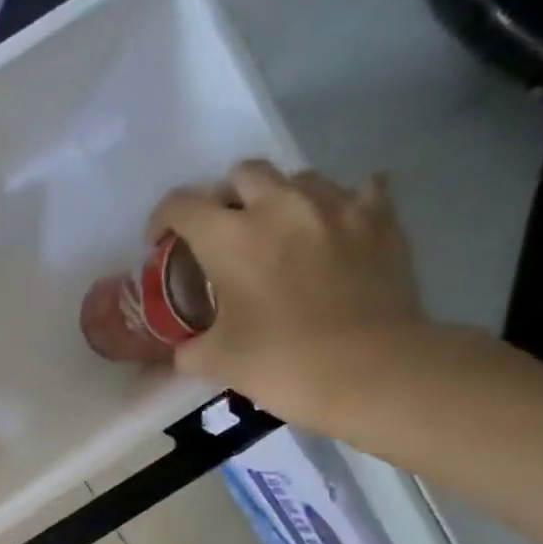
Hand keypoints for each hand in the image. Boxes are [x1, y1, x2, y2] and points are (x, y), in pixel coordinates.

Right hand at [151, 160, 423, 424]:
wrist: (371, 370)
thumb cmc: (281, 362)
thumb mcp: (216, 361)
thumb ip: (188, 348)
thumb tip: (182, 349)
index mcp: (229, 237)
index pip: (181, 205)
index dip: (162, 220)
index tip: (161, 243)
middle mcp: (279, 205)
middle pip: (242, 173)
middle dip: (225, 198)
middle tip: (224, 233)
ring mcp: (335, 205)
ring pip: (298, 177)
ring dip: (280, 198)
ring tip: (280, 232)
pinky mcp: (380, 219)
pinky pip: (360, 189)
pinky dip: (342, 203)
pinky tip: (337, 224)